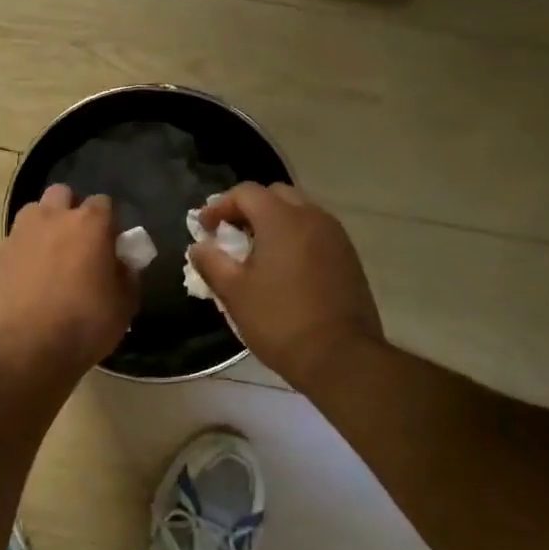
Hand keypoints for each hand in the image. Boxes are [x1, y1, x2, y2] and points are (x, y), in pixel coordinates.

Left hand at [0, 184, 138, 371]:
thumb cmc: (84, 325)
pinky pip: (11, 245)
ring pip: (32, 213)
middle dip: (70, 209)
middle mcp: (51, 218)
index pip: (103, 202)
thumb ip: (126, 276)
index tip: (110, 243)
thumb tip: (121, 264)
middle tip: (76, 241)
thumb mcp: (124, 305)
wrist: (26, 349)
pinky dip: (20, 255)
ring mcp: (18, 235)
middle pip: (62, 194)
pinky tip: (24, 281)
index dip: (108, 221)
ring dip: (42, 226)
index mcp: (89, 224)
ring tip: (47, 257)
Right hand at [188, 182, 384, 391]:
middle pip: (275, 195)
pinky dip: (295, 239)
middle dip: (248, 209)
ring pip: (299, 213)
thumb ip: (211, 262)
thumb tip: (199, 246)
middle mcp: (313, 217)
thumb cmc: (279, 321)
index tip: (205, 229)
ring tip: (256, 253)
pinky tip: (283, 269)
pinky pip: (315, 233)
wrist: (340, 357)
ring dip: (274, 223)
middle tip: (230, 236)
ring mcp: (336, 237)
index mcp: (282, 219)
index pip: (246, 192)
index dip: (219, 206)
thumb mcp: (234, 293)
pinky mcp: (349, 258)